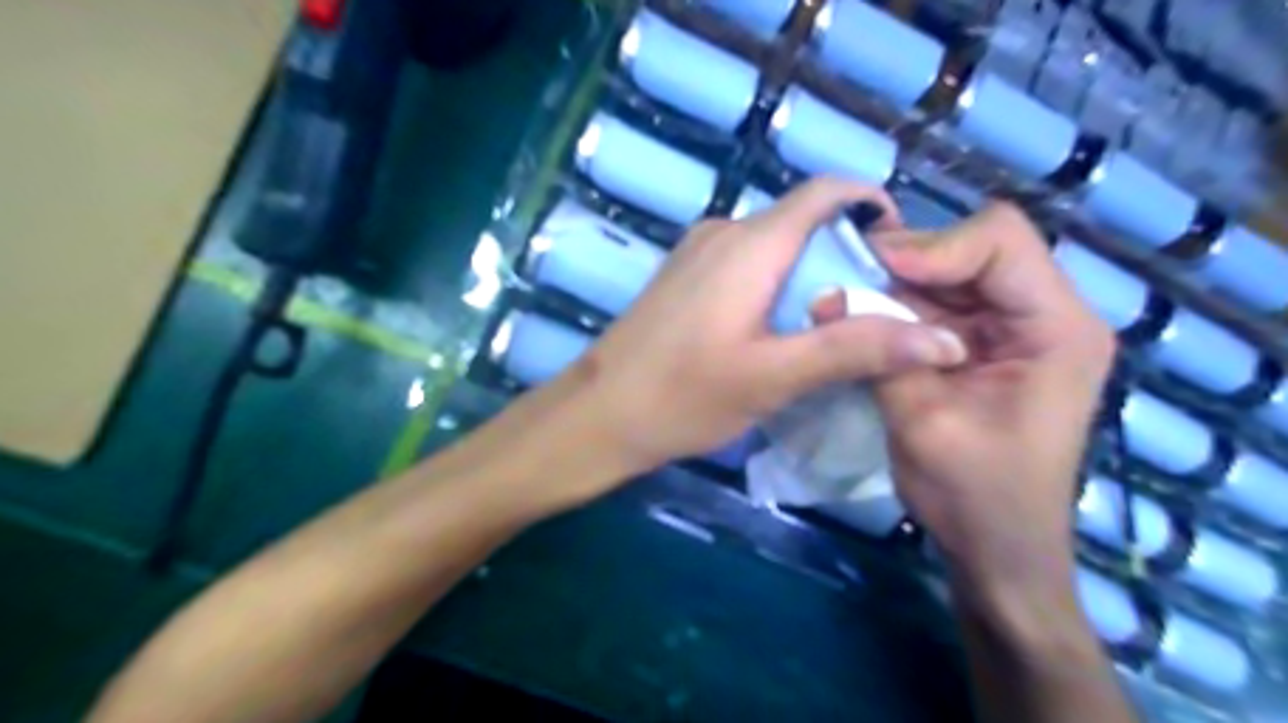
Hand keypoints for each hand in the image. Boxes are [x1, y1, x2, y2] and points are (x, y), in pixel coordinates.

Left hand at [564, 178, 966, 472]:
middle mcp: (723, 232)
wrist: (600, 414)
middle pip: (802, 220)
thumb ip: (855, 350)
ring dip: (810, 271)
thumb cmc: (684, 394)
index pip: (825, 193)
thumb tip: (944, 339)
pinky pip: (744, 263)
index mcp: (751, 243)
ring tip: (836, 321)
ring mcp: (696, 252)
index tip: (902, 249)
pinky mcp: (682, 276)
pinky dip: (776, 283)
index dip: (870, 204)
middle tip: (876, 304)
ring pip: (773, 245)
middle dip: (846, 252)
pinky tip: (781, 327)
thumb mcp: (776, 377)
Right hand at [870, 205, 1112, 606]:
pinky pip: (939, 303)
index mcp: (1056, 328)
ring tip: (847, 296)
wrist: (996, 547)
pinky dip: (899, 305)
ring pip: (950, 271)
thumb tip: (825, 294)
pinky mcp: (985, 344)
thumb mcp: (923, 422)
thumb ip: (881, 353)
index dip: (933, 245)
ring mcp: (1014, 328)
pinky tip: (865, 318)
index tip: (872, 269)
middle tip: (847, 276)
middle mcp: (1044, 314)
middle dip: (908, 260)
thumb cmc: (975, 496)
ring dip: (897, 283)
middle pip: (974, 247)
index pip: (1000, 241)